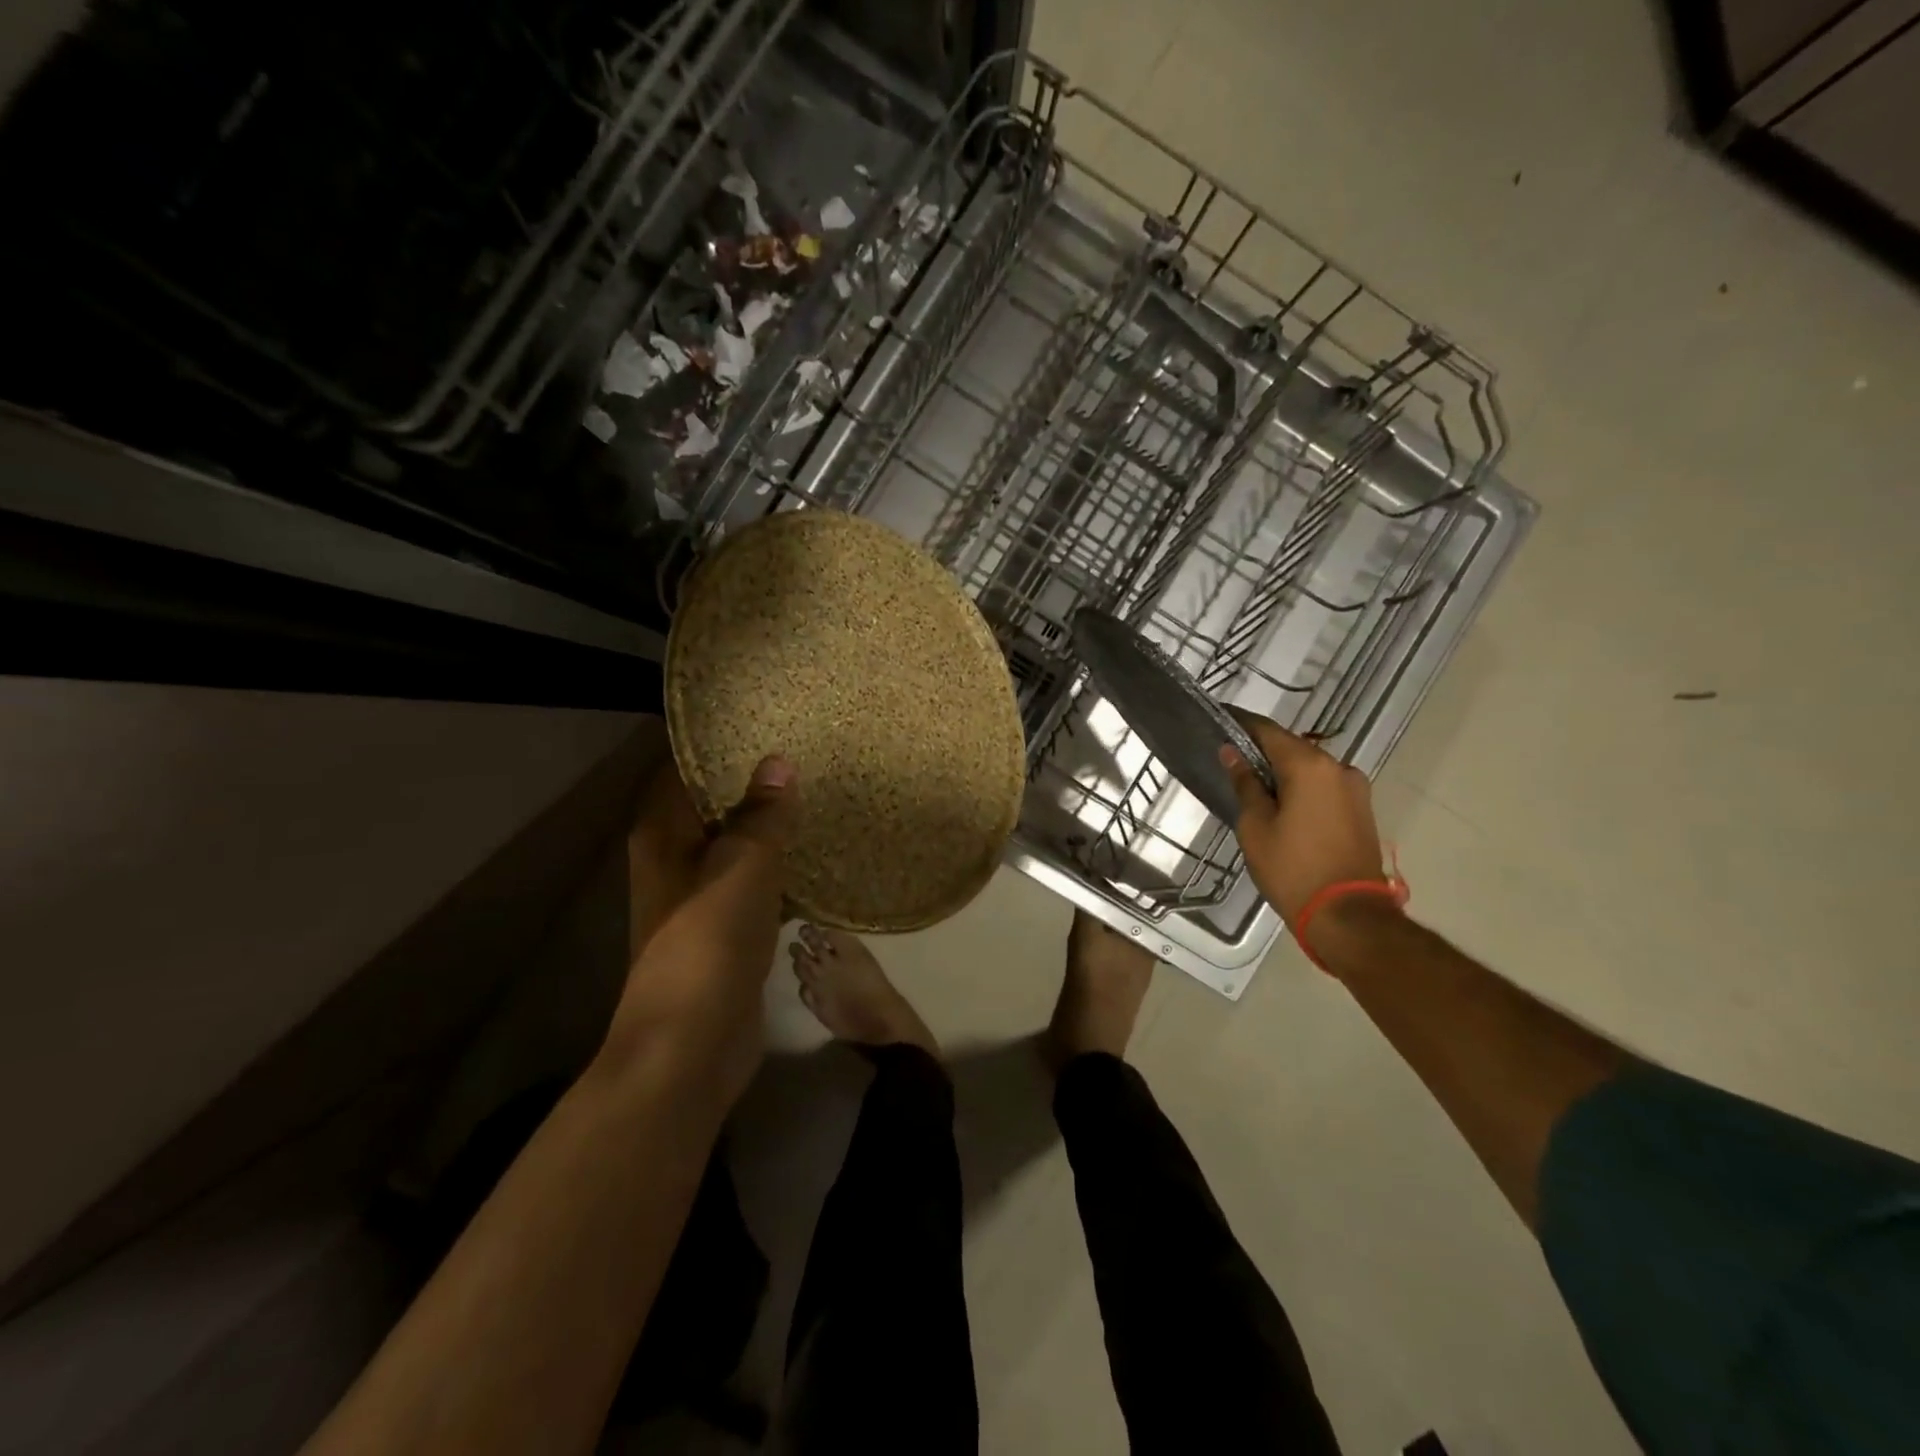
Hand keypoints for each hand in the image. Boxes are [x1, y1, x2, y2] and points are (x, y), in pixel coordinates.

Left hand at [606, 754, 798, 1104]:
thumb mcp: (740, 867)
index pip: (686, 768)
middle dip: (756, 782)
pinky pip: (757, 882)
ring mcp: (701, 896)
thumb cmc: (708, 943)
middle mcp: (676, 858)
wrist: (691, 1044)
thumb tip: (778, 762)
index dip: (722, 744)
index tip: (769, 721)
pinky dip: (782, 867)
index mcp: (664, 834)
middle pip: (715, 804)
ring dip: (772, 826)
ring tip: (820, 791)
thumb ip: (761, 815)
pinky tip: (821, 852)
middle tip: (808, 751)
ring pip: (739, 845)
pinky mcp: (727, 928)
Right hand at [1220, 715, 1389, 929]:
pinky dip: (1303, 788)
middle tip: (1232, 761)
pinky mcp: (1362, 810)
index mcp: (1309, 766)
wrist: (1347, 915)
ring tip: (1256, 788)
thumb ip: (1245, 784)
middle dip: (1263, 751)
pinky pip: (1325, 787)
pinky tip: (1284, 806)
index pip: (1268, 731)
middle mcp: (1338, 768)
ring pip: (1311, 769)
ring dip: (1285, 773)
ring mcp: (1356, 789)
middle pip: (1292, 748)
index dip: (1242, 724)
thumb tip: (1231, 753)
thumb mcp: (1255, 826)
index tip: (1220, 720)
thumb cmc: (1292, 868)